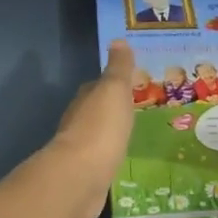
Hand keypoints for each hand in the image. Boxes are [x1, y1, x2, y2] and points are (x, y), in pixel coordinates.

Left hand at [45, 41, 136, 217]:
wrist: (80, 177)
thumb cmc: (101, 129)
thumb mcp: (114, 91)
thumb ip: (118, 68)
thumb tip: (117, 40)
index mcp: (85, 100)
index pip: (98, 86)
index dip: (113, 83)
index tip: (132, 83)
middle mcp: (78, 122)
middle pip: (97, 111)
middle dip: (113, 109)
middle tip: (138, 108)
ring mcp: (81, 150)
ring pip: (99, 136)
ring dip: (112, 133)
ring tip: (134, 134)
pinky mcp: (86, 174)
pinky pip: (102, 159)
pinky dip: (111, 156)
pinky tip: (122, 159)